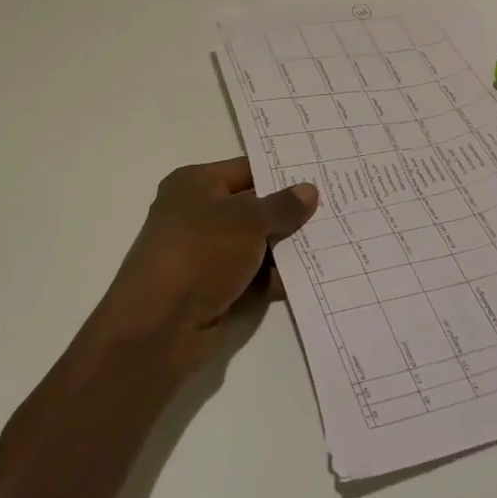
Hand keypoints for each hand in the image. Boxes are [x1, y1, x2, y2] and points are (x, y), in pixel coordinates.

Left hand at [89, 158, 318, 376]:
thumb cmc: (200, 253)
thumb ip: (282, 206)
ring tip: (335, 242)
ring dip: (288, 248)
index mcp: (195, 185)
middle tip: (337, 208)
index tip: (321, 174)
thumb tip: (309, 190)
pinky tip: (313, 276)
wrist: (159, 327)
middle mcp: (198, 215)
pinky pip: (254, 277)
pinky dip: (277, 277)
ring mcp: (207, 255)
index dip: (282, 172)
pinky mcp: (215, 289)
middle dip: (291, 213)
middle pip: (254, 208)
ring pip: (257, 245)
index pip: (247, 170)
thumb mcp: (247, 220)